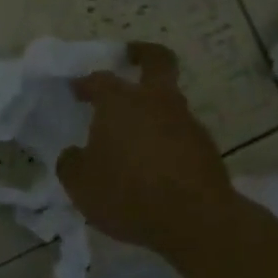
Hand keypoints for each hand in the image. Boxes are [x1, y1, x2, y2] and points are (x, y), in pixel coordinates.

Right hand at [57, 42, 251, 259]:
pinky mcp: (206, 148)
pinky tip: (154, 163)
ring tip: (134, 134)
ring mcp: (186, 122)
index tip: (75, 91)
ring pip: (169, 101)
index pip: (99, 79)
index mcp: (120, 102)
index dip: (84, 83)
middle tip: (129, 58)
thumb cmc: (128, 194)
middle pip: (157, 61)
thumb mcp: (80, 184)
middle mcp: (156, 101)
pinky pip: (180, 133)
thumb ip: (71, 163)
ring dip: (153, 108)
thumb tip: (74, 154)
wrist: (196, 221)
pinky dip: (166, 139)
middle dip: (142, 55)